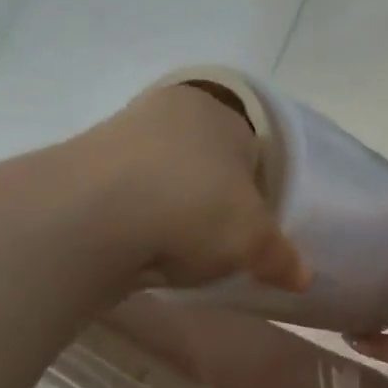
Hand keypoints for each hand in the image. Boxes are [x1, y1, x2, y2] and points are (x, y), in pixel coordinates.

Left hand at [86, 83, 309, 291]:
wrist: (92, 218)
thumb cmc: (195, 208)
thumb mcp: (254, 240)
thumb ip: (282, 256)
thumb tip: (303, 277)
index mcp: (217, 111)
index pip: (251, 146)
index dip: (259, 188)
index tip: (257, 224)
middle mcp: (168, 110)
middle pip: (206, 160)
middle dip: (215, 198)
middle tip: (224, 239)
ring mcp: (120, 134)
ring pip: (164, 176)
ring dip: (174, 208)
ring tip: (183, 250)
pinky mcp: (83, 167)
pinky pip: (130, 195)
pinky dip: (141, 219)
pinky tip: (147, 248)